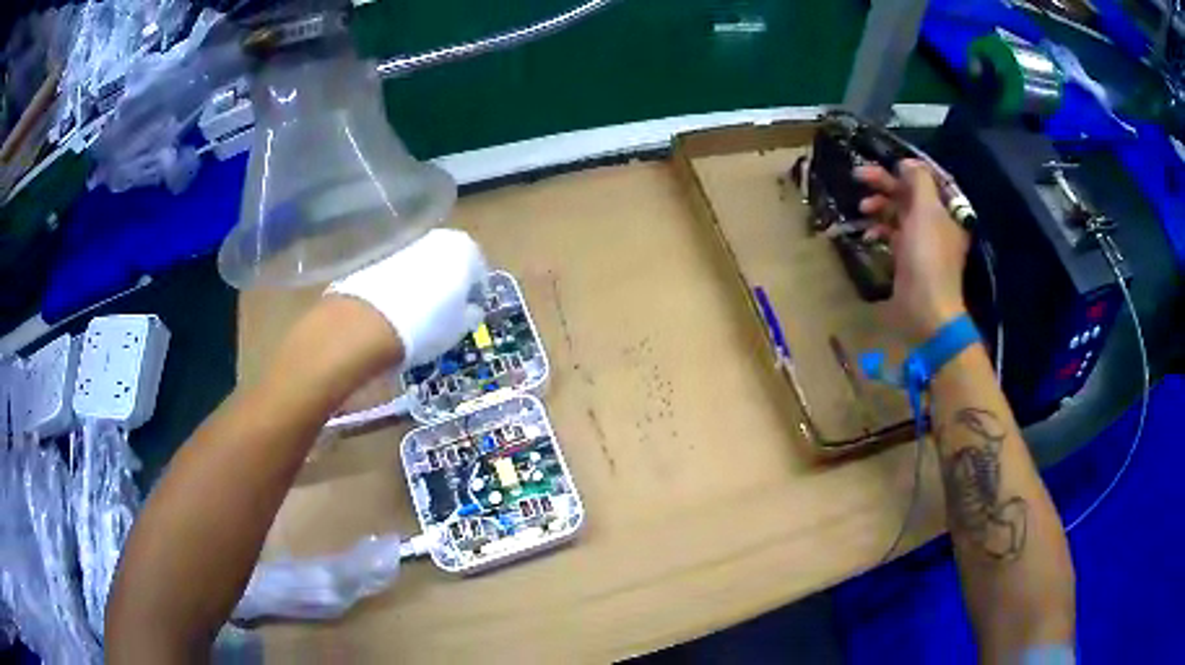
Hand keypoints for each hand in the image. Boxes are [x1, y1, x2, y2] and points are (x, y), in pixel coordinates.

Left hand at [326, 229, 488, 369]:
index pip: (479, 273)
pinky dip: (403, 288)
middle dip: (449, 284)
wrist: (369, 323)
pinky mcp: (379, 258)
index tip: (469, 314)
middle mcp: (437, 238)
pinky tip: (399, 312)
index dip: (475, 296)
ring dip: (425, 285)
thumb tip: (471, 310)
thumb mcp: (460, 327)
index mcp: (465, 248)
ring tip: (420, 316)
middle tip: (447, 313)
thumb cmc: (429, 323)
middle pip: (449, 263)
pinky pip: (401, 274)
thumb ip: (471, 314)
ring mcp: (405, 245)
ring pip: (423, 267)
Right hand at [854, 159, 969, 343]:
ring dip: (879, 207)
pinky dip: (879, 231)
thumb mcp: (926, 211)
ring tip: (862, 207)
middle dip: (885, 184)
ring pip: (898, 213)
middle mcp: (937, 222)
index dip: (905, 167)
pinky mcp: (908, 258)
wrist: (926, 308)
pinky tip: (867, 234)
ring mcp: (922, 241)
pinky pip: (893, 235)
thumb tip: (907, 163)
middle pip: (909, 194)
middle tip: (858, 176)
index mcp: (946, 210)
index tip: (882, 162)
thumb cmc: (928, 257)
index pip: (926, 179)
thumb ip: (918, 181)